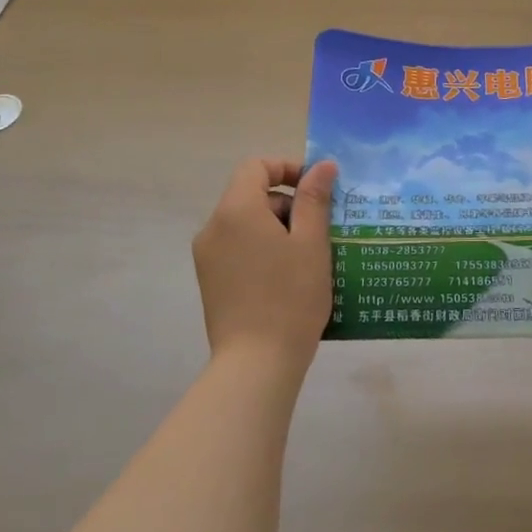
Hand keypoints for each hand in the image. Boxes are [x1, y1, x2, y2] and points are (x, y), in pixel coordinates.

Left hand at [191, 157, 337, 373]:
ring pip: (246, 223)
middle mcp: (214, 227)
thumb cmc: (290, 297)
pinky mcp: (210, 281)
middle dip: (288, 203)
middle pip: (251, 194)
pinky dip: (263, 248)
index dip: (288, 168)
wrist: (256, 365)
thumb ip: (314, 198)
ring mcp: (208, 256)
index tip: (317, 189)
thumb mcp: (311, 242)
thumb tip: (323, 165)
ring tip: (310, 256)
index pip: (256, 166)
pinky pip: (238, 247)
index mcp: (236, 210)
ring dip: (278, 228)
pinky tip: (289, 276)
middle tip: (321, 229)